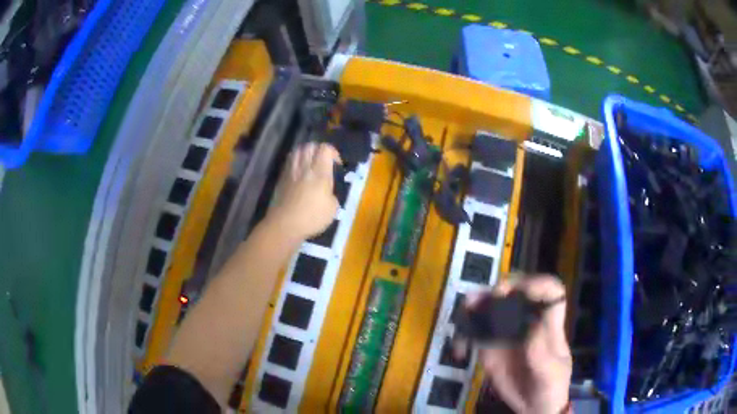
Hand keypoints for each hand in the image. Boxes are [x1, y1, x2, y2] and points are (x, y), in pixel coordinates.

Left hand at [267, 143, 340, 239]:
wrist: (285, 224)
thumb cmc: (312, 217)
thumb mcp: (332, 208)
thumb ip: (331, 193)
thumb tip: (327, 192)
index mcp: (320, 172)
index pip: (325, 149)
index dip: (333, 152)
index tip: (337, 165)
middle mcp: (305, 167)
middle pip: (310, 146)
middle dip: (319, 150)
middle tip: (323, 161)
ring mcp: (291, 171)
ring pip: (298, 151)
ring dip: (306, 153)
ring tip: (310, 164)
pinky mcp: (282, 178)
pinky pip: (290, 162)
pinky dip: (296, 162)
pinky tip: (299, 172)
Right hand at [463, 275, 571, 413]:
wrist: (533, 405)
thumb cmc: (549, 387)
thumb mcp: (550, 373)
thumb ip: (541, 352)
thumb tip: (531, 324)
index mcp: (549, 323)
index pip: (550, 291)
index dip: (537, 284)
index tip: (519, 293)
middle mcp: (527, 320)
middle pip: (517, 290)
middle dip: (501, 289)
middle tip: (487, 301)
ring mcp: (507, 332)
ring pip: (492, 305)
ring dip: (477, 304)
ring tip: (465, 314)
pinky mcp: (490, 346)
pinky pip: (475, 332)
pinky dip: (464, 334)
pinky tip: (461, 350)